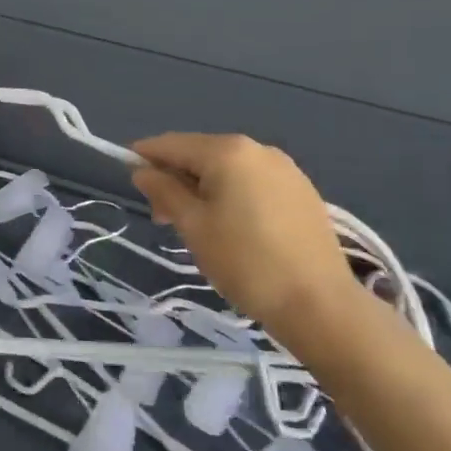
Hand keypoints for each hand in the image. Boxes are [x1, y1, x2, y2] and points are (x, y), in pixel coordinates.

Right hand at [130, 132, 357, 344]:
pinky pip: (254, 183)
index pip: (172, 144)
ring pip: (228, 170)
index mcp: (228, 151)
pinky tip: (232, 228)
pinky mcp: (302, 192)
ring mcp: (285, 169)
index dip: (145, 156)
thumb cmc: (246, 262)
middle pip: (201, 154)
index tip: (129, 177)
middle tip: (163, 217)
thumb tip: (142, 171)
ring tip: (197, 227)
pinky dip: (233, 196)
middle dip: (177, 178)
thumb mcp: (193, 226)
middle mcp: (257, 149)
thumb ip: (164, 191)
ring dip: (205, 189)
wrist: (321, 306)